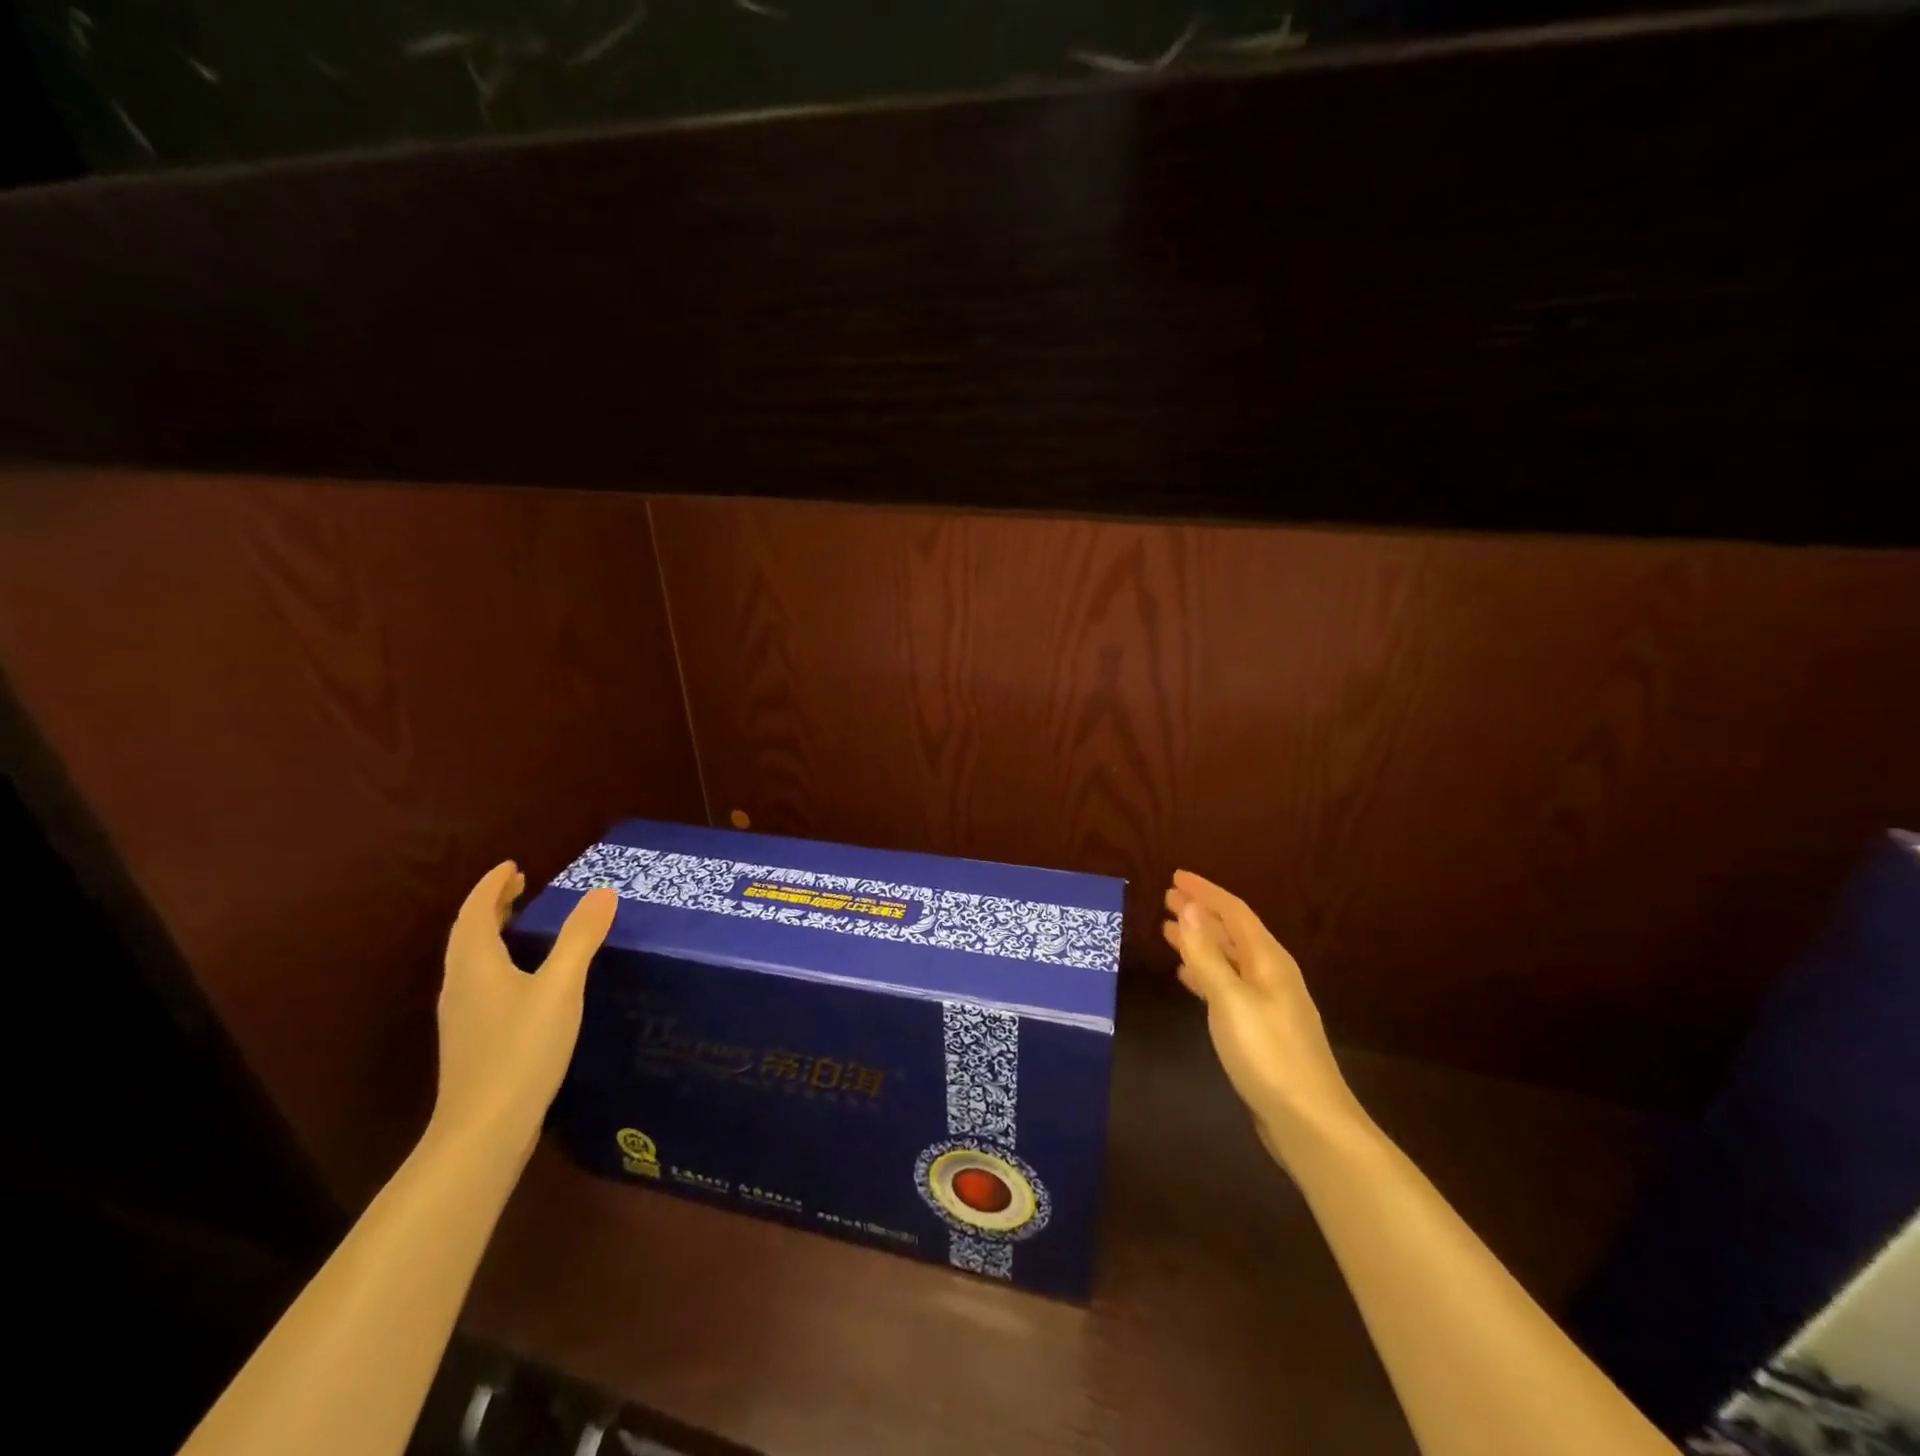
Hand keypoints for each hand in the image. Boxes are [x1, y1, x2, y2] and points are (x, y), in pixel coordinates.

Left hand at [433, 861, 617, 1150]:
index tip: (513, 866)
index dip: (492, 886)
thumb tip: (602, 892)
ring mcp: (462, 1015)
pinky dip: (498, 960)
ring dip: (493, 933)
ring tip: (522, 922)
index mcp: (475, 964)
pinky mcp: (472, 1039)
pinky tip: (523, 978)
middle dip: (492, 906)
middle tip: (521, 886)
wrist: (484, 1129)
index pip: (476, 912)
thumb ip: (581, 938)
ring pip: (472, 959)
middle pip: (469, 934)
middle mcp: (460, 985)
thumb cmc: (521, 1049)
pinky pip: (481, 981)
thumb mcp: (560, 987)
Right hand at [1162, 870, 1366, 1155]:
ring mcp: (1269, 1003)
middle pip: (1233, 932)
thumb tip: (1188, 906)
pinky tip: (1189, 978)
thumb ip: (1207, 953)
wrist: (1309, 1122)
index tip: (1175, 877)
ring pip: (1229, 959)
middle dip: (1201, 913)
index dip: (1205, 892)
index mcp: (1268, 961)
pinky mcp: (1262, 1030)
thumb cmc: (1267, 1054)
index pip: (1234, 912)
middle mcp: (1271, 975)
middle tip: (1167, 899)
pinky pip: (1228, 985)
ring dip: (1201, 942)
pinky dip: (1206, 973)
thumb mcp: (1230, 999)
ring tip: (1169, 932)